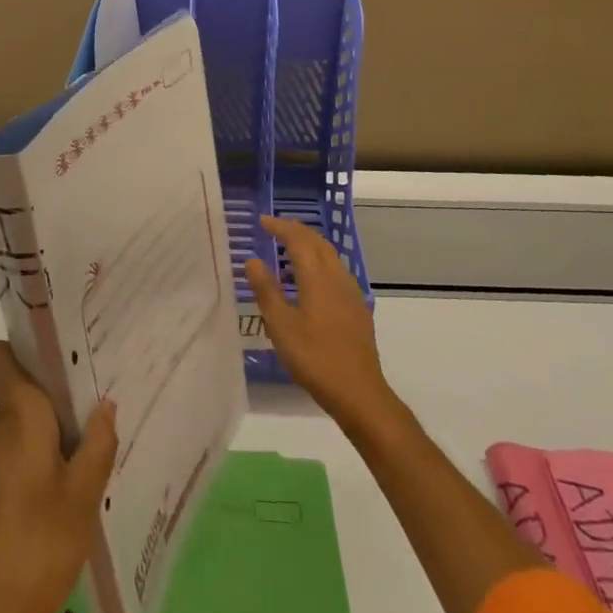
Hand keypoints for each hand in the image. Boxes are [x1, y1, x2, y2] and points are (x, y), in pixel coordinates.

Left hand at [0, 341, 117, 612]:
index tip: (56, 360)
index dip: (19, 348)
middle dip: (52, 406)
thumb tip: (103, 404)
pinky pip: (6, 463)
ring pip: (15, 433)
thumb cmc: (36, 548)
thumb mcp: (84, 497)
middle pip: (19, 396)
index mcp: (16, 416)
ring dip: (43, 443)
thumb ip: (98, 444)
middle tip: (91, 425)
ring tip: (79, 473)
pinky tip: (52, 509)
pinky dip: (28, 472)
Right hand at [244, 215, 396, 435]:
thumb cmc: (315, 358)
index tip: (263, 221)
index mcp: (318, 277)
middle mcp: (337, 277)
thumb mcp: (281, 326)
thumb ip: (266, 290)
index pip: (298, 240)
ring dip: (309, 244)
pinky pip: (336, 270)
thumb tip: (253, 260)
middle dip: (296, 230)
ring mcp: (351, 292)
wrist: (359, 392)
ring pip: (330, 255)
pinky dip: (320, 261)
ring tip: (289, 248)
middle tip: (275, 227)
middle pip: (317, 242)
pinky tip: (311, 279)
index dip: (280, 227)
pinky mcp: (357, 307)